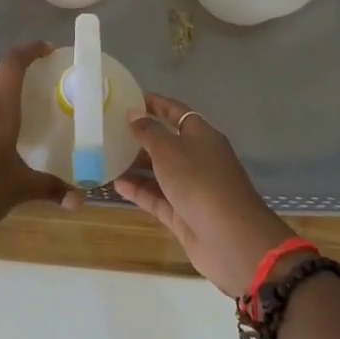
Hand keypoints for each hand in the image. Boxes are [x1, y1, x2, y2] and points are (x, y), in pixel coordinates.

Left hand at [0, 41, 81, 242]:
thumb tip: (80, 200)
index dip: (30, 49)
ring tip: (30, 94)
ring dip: (6, 81)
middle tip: (44, 70)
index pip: (12, 63)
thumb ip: (52, 189)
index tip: (50, 50)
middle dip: (20, 62)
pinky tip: (9, 124)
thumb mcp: (21, 188)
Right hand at [112, 95, 293, 297]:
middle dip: (141, 137)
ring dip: (137, 166)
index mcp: (202, 136)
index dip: (156, 104)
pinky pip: (158, 198)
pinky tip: (116, 185)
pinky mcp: (184, 215)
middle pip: (167, 143)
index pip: (177, 112)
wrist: (232, 239)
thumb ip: (149, 131)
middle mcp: (198, 159)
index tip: (130, 99)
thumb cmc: (200, 182)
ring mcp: (192, 189)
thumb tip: (134, 113)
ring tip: (107, 158)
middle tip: (110, 131)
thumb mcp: (169, 150)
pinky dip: (139, 191)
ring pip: (161, 172)